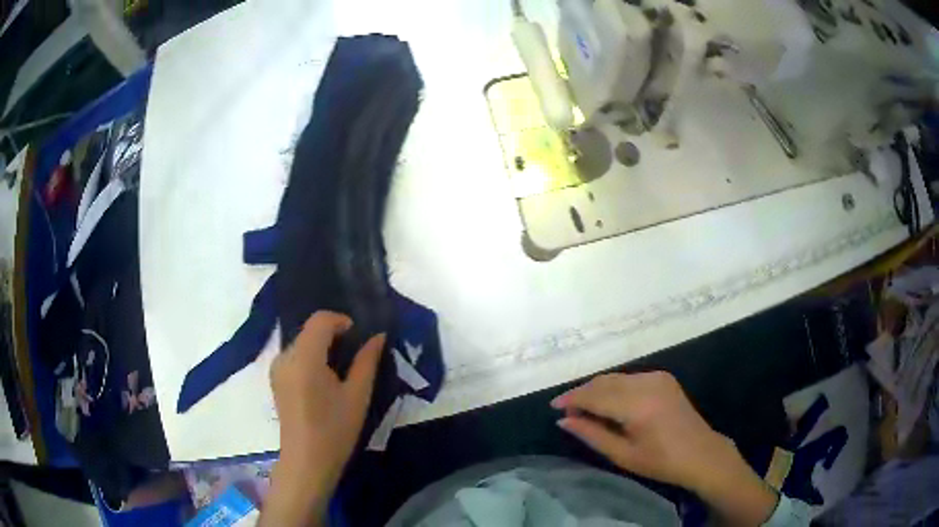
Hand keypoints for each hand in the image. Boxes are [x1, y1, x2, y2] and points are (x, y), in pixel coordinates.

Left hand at [261, 311, 384, 526]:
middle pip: (310, 330)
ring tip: (341, 369)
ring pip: (302, 342)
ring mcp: (277, 368)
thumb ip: (367, 361)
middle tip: (355, 355)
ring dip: (322, 346)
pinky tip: (324, 381)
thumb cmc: (335, 430)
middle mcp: (285, 356)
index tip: (359, 337)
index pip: (320, 320)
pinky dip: (311, 357)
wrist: (307, 461)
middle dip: (333, 335)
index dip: (341, 320)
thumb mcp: (357, 395)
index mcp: (304, 358)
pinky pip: (295, 356)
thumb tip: (378, 335)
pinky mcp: (276, 379)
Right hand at [553, 371, 777, 525]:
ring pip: (616, 377)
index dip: (572, 399)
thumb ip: (592, 434)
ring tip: (585, 408)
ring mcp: (657, 377)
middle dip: (582, 393)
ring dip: (597, 389)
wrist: (701, 453)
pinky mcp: (664, 378)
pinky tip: (609, 403)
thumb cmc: (661, 461)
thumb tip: (564, 420)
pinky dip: (614, 387)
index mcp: (637, 405)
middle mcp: (646, 383)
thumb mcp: (623, 454)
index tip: (554, 406)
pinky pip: (630, 378)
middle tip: (567, 410)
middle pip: (604, 382)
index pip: (594, 395)